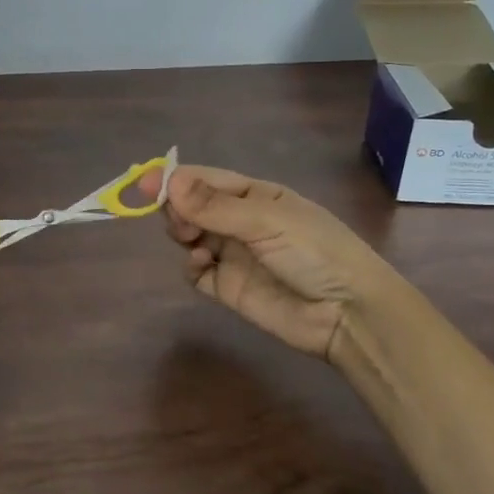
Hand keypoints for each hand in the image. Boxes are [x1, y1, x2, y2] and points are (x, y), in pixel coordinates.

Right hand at [151, 165, 396, 362]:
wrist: (348, 314)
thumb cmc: (315, 252)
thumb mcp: (267, 221)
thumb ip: (215, 205)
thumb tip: (168, 181)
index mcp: (255, 196)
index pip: (206, 179)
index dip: (175, 179)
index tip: (145, 183)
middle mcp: (240, 221)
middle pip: (192, 206)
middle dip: (177, 207)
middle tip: (178, 219)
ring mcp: (233, 255)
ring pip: (189, 235)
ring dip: (182, 232)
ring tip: (191, 239)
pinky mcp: (228, 287)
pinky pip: (196, 270)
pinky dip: (190, 264)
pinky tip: (201, 263)